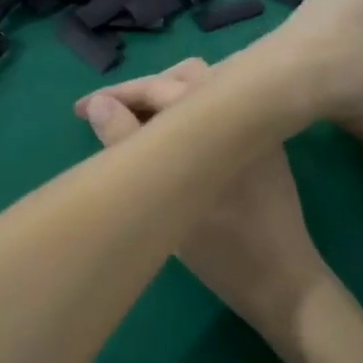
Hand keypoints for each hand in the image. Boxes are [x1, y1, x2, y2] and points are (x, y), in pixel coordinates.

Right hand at [77, 59, 322, 362]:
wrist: (283, 282)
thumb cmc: (221, 246)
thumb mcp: (163, 197)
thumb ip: (128, 144)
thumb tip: (99, 104)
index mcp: (221, 114)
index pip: (158, 87)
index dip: (116, 95)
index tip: (79, 110)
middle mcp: (242, 108)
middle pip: (182, 80)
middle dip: (140, 93)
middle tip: (102, 116)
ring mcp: (255, 126)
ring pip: (201, 94)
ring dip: (164, 101)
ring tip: (130, 123)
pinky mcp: (262, 144)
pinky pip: (217, 113)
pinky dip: (186, 115)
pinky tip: (166, 139)